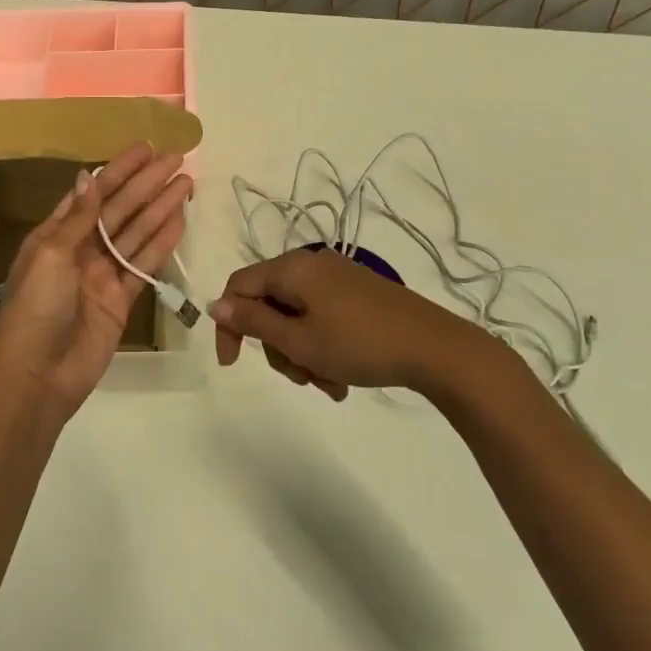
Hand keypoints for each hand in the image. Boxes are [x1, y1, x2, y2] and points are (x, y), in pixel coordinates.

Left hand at [0, 142, 192, 416]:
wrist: (38, 376)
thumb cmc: (36, 309)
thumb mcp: (52, 256)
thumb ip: (78, 218)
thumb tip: (87, 175)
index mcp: (56, 234)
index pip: (93, 192)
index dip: (119, 169)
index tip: (145, 148)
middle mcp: (81, 249)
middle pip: (120, 209)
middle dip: (147, 184)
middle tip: (177, 159)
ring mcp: (103, 275)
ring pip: (137, 233)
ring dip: (160, 207)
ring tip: (186, 183)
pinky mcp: (121, 300)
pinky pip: (145, 264)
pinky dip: (162, 243)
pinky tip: (179, 220)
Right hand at [210, 248, 501, 400]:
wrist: (435, 347)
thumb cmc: (360, 343)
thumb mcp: (300, 340)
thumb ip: (254, 323)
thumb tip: (215, 304)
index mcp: (292, 268)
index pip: (239, 287)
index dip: (229, 324)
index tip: (233, 364)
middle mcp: (311, 266)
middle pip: (270, 306)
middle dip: (279, 347)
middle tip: (301, 378)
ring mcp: (337, 279)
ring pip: (297, 318)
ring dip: (303, 354)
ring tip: (329, 384)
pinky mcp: (357, 294)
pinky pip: (322, 319)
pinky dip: (323, 347)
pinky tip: (342, 378)